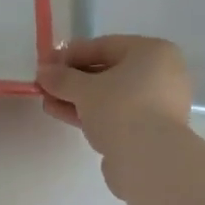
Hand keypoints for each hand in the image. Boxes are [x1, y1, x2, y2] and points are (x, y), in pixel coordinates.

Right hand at [37, 35, 192, 154]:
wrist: (148, 159)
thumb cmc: (120, 108)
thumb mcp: (84, 89)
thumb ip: (61, 78)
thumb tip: (43, 72)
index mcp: (153, 52)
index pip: (104, 46)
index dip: (70, 54)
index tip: (46, 65)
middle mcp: (162, 74)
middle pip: (108, 72)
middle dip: (73, 80)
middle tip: (46, 86)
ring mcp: (159, 104)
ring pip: (111, 96)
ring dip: (78, 99)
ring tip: (49, 104)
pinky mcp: (152, 130)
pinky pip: (117, 114)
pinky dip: (92, 114)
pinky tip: (64, 115)